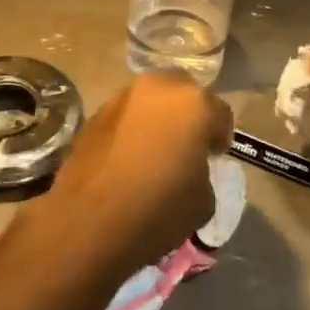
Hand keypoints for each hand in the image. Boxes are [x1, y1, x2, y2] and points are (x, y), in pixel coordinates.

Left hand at [37, 72, 229, 271]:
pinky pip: (126, 115)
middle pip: (184, 93)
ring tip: (155, 149)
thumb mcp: (203, 201)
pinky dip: (132, 128)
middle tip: (187, 145)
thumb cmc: (157, 209)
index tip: (215, 156)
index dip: (220, 136)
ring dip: (158, 118)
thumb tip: (191, 168)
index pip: (220, 113)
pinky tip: (129, 155)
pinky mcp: (96, 113)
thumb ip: (203, 172)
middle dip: (189, 115)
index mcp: (194, 104)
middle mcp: (159, 88)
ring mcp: (123, 97)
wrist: (89, 220)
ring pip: (151, 100)